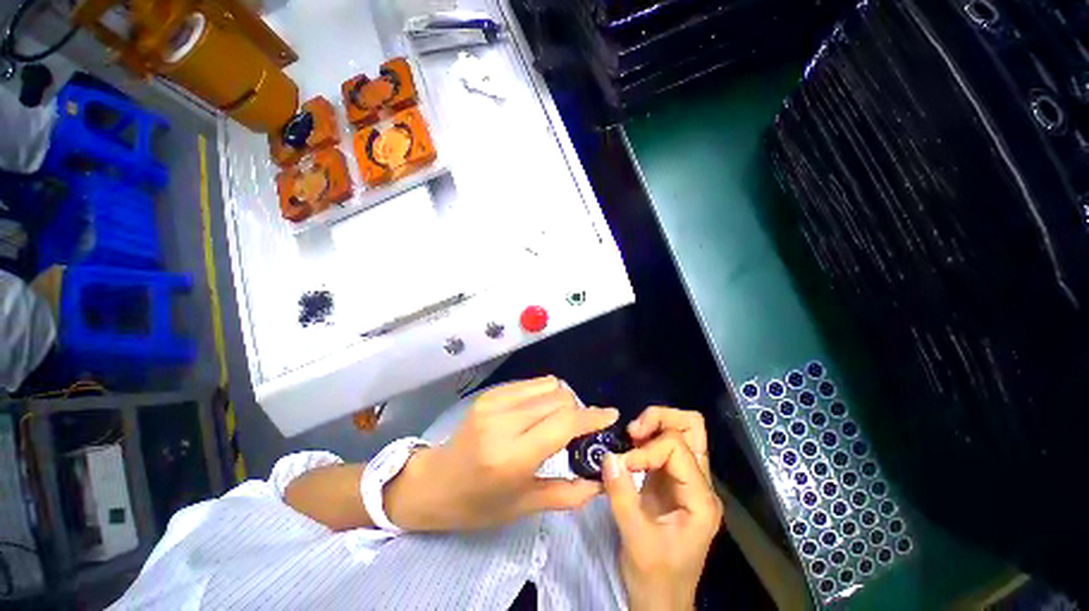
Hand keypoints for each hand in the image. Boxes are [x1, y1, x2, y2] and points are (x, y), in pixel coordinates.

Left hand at [386, 376, 618, 531]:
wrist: (435, 482)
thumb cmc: (478, 504)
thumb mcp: (524, 506)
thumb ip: (569, 493)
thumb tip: (602, 480)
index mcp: (513, 457)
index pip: (564, 424)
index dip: (592, 417)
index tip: (610, 415)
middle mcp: (504, 422)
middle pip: (560, 399)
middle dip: (577, 411)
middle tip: (578, 430)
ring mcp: (495, 403)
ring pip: (548, 385)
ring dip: (561, 400)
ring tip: (557, 419)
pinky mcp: (490, 394)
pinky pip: (531, 383)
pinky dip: (544, 393)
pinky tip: (539, 410)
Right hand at [604, 408, 721, 610]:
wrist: (661, 600)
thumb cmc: (655, 577)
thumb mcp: (636, 539)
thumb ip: (622, 496)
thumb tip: (608, 456)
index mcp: (700, 498)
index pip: (677, 448)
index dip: (647, 449)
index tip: (623, 464)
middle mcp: (699, 483)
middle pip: (691, 426)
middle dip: (660, 419)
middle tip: (633, 431)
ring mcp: (686, 480)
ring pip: (680, 430)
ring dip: (653, 425)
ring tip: (630, 438)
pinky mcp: (671, 480)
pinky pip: (664, 444)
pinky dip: (646, 439)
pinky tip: (630, 448)